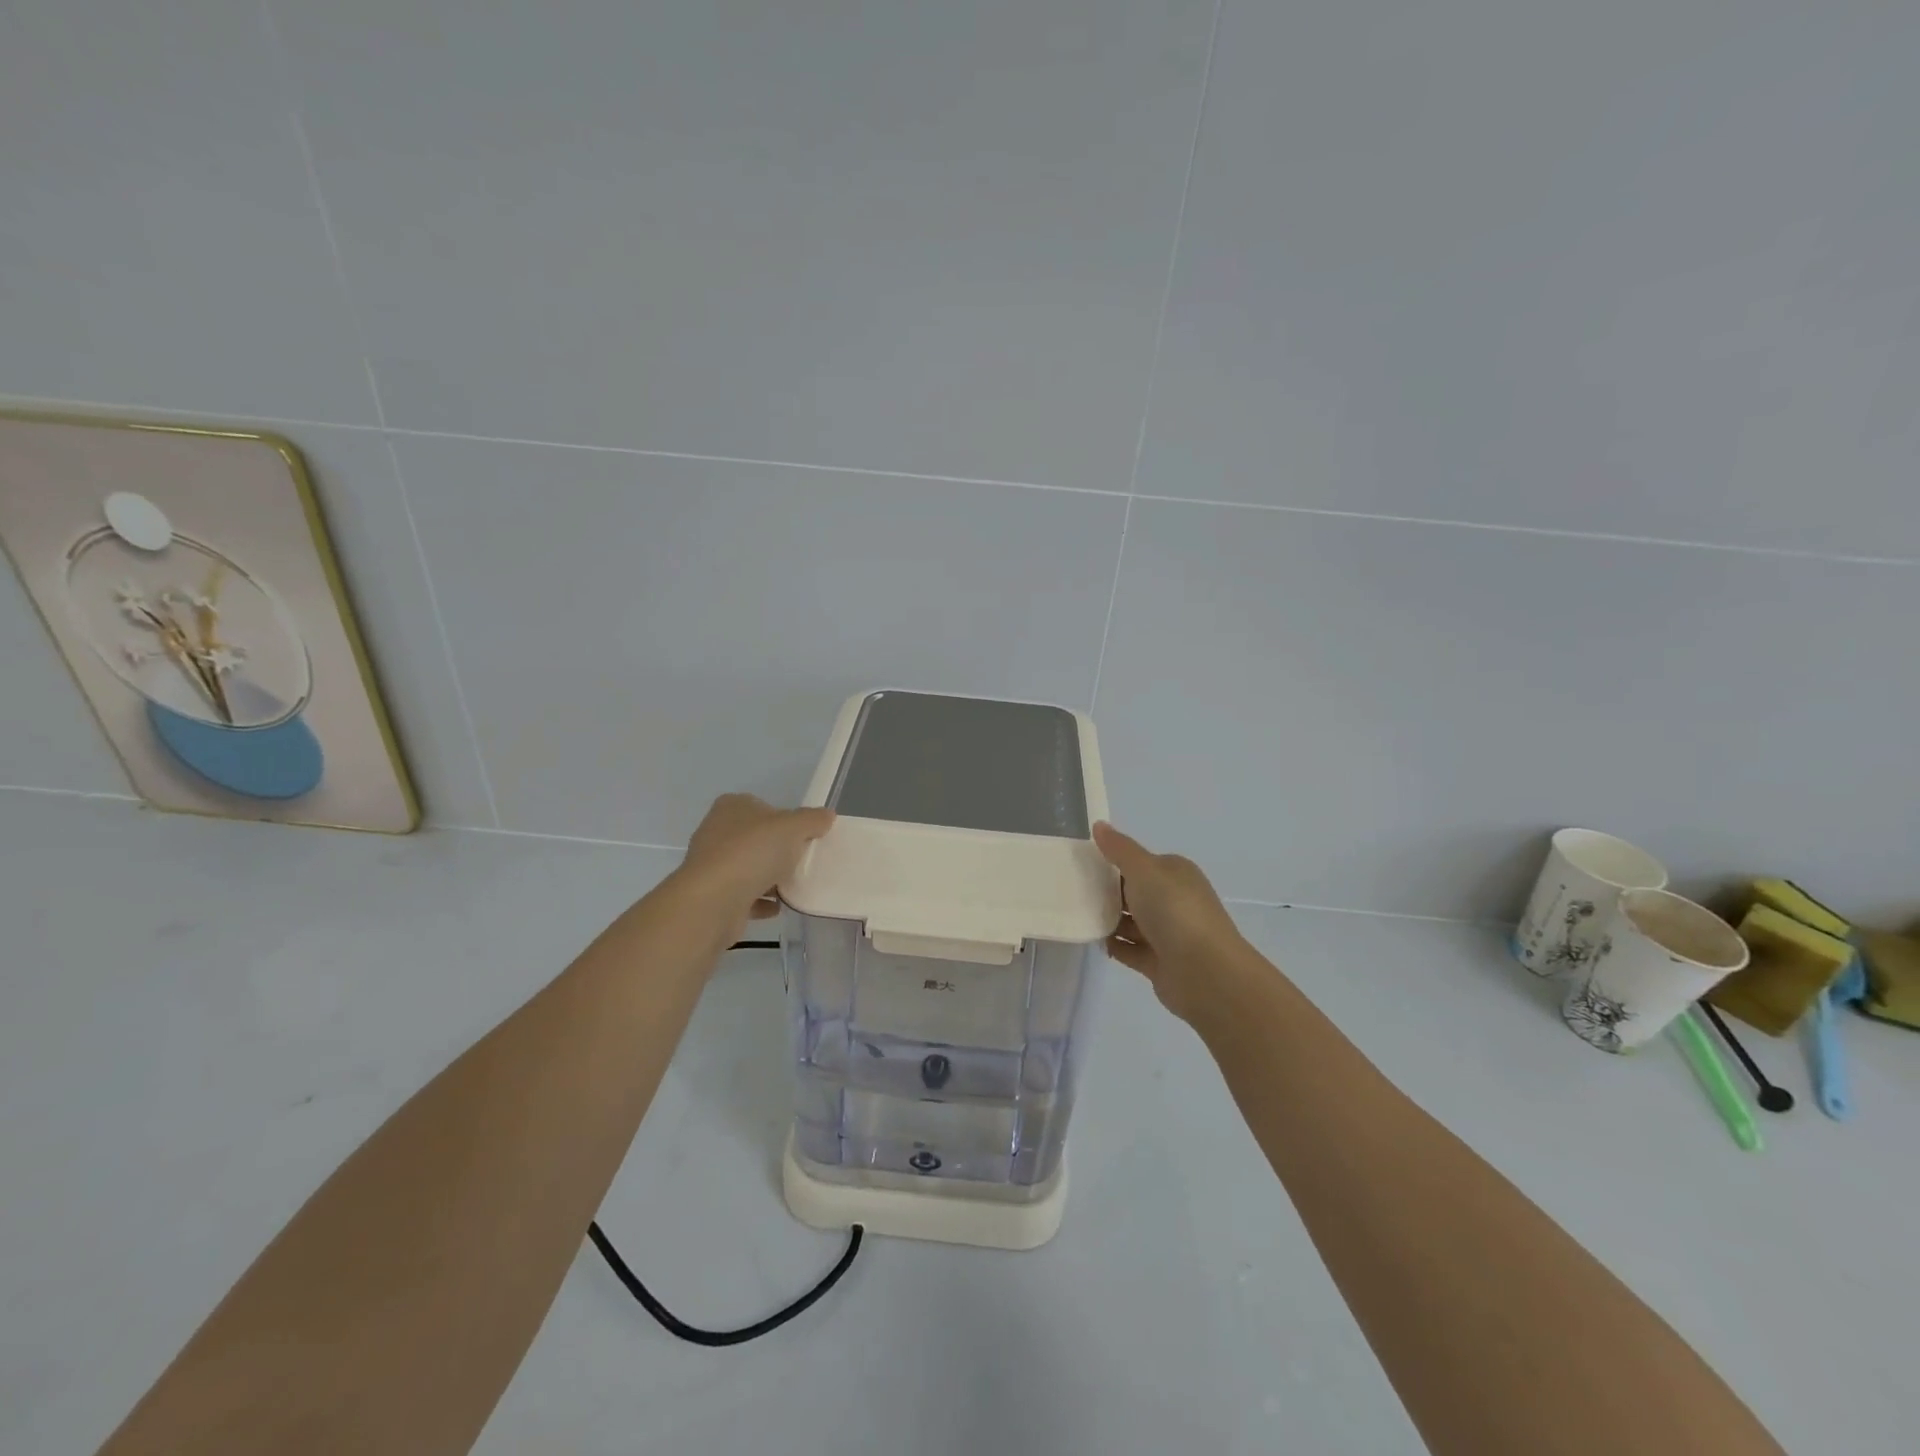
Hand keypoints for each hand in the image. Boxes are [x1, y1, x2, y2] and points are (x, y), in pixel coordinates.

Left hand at [679, 793, 835, 940]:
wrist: (714, 901)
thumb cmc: (753, 852)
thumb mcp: (793, 827)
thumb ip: (812, 819)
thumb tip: (826, 815)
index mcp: (732, 807)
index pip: (763, 807)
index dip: (785, 820)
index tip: (804, 837)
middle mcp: (716, 831)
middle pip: (756, 838)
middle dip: (778, 850)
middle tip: (802, 860)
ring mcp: (711, 865)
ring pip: (749, 867)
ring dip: (769, 877)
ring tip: (794, 886)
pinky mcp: (712, 895)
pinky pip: (743, 895)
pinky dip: (761, 900)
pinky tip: (779, 907)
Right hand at [1094, 822, 1252, 1024]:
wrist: (1205, 972)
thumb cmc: (1175, 911)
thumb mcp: (1144, 870)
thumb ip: (1119, 849)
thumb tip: (1099, 825)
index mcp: (1175, 874)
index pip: (1140, 863)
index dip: (1113, 862)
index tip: (1082, 865)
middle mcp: (1174, 901)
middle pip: (1134, 892)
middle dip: (1106, 892)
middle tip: (1072, 890)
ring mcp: (1168, 934)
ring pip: (1132, 922)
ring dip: (1108, 919)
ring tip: (1076, 915)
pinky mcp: (1160, 962)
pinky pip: (1131, 950)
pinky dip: (1115, 945)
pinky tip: (1094, 941)